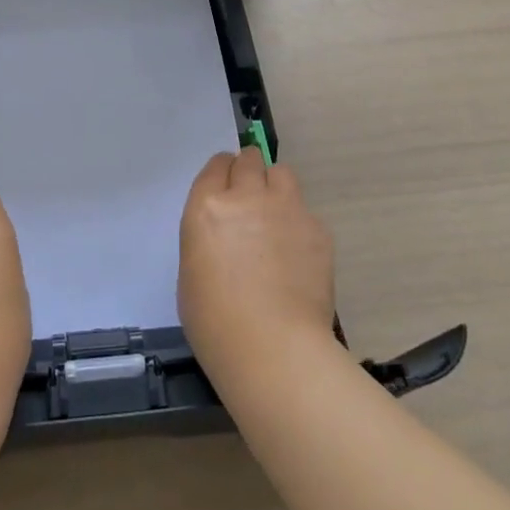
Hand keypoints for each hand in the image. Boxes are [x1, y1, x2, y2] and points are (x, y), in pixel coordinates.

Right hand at [179, 146, 337, 386]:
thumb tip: (226, 234)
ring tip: (276, 219)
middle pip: (250, 160)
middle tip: (251, 201)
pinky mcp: (317, 229)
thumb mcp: (191, 270)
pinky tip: (298, 258)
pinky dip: (299, 225)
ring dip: (276, 188)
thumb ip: (209, 235)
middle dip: (249, 173)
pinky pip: (306, 212)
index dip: (223, 174)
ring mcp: (286, 209)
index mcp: (208, 206)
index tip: (227, 189)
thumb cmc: (216, 322)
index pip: (217, 165)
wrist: (273, 349)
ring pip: (282, 174)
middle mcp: (247, 196)